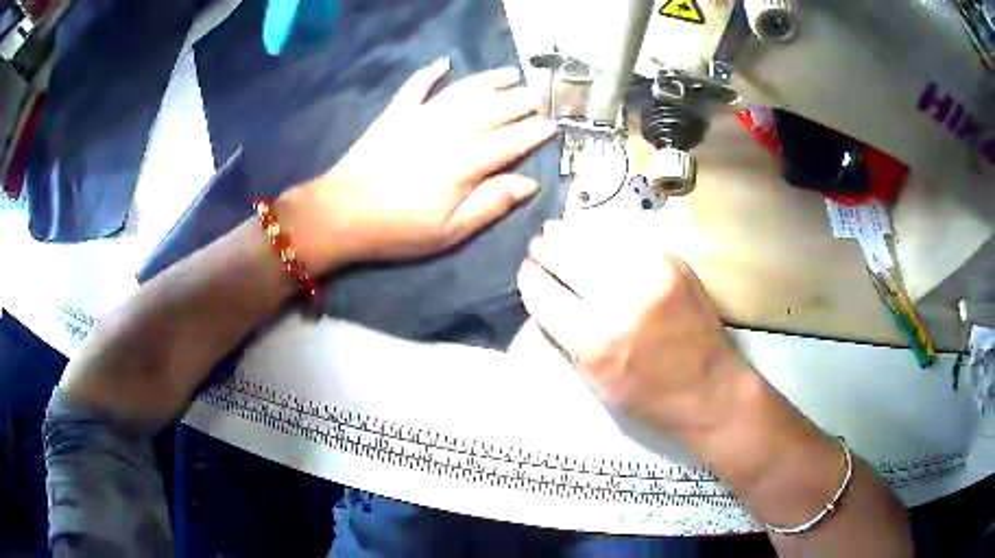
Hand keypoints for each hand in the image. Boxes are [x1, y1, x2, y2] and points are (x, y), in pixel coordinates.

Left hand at [289, 58, 555, 271]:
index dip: (534, 132)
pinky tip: (444, 62)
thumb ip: (491, 204)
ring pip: (464, 91)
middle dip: (521, 101)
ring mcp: (420, 117)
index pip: (510, 141)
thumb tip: (529, 183)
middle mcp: (448, 131)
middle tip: (540, 98)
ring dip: (490, 80)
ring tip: (512, 74)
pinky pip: (416, 85)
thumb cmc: (398, 229)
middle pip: (493, 109)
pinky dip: (431, 72)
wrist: (341, 214)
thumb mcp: (450, 231)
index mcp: (465, 163)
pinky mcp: (396, 114)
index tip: (553, 126)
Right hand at [517, 221, 751, 437]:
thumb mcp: (594, 380)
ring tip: (557, 231)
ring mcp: (650, 274)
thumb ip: (565, 336)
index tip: (527, 272)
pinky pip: (627, 237)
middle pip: (566, 256)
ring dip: (571, 234)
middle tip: (538, 246)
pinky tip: (595, 236)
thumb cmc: (650, 398)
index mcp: (593, 341)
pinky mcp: (673, 262)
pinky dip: (605, 235)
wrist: (711, 390)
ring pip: (595, 238)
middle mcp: (620, 300)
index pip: (542, 292)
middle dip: (545, 249)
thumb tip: (545, 294)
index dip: (529, 278)